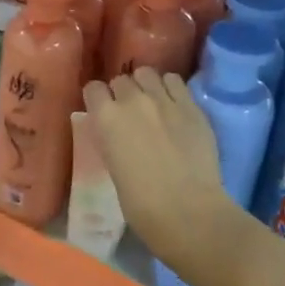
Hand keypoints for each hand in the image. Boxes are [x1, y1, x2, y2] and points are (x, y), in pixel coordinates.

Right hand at [83, 70, 239, 285]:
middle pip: (121, 79)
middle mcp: (132, 100)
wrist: (188, 212)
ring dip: (145, 85)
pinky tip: (173, 104)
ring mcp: (164, 99)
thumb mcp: (113, 166)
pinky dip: (169, 88)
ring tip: (152, 103)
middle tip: (129, 113)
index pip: (93, 88)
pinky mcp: (191, 105)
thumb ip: (112, 140)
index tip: (102, 111)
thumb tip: (118, 133)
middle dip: (122, 93)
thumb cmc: (141, 204)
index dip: (97, 99)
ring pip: (147, 73)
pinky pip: (175, 80)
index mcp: (106, 118)